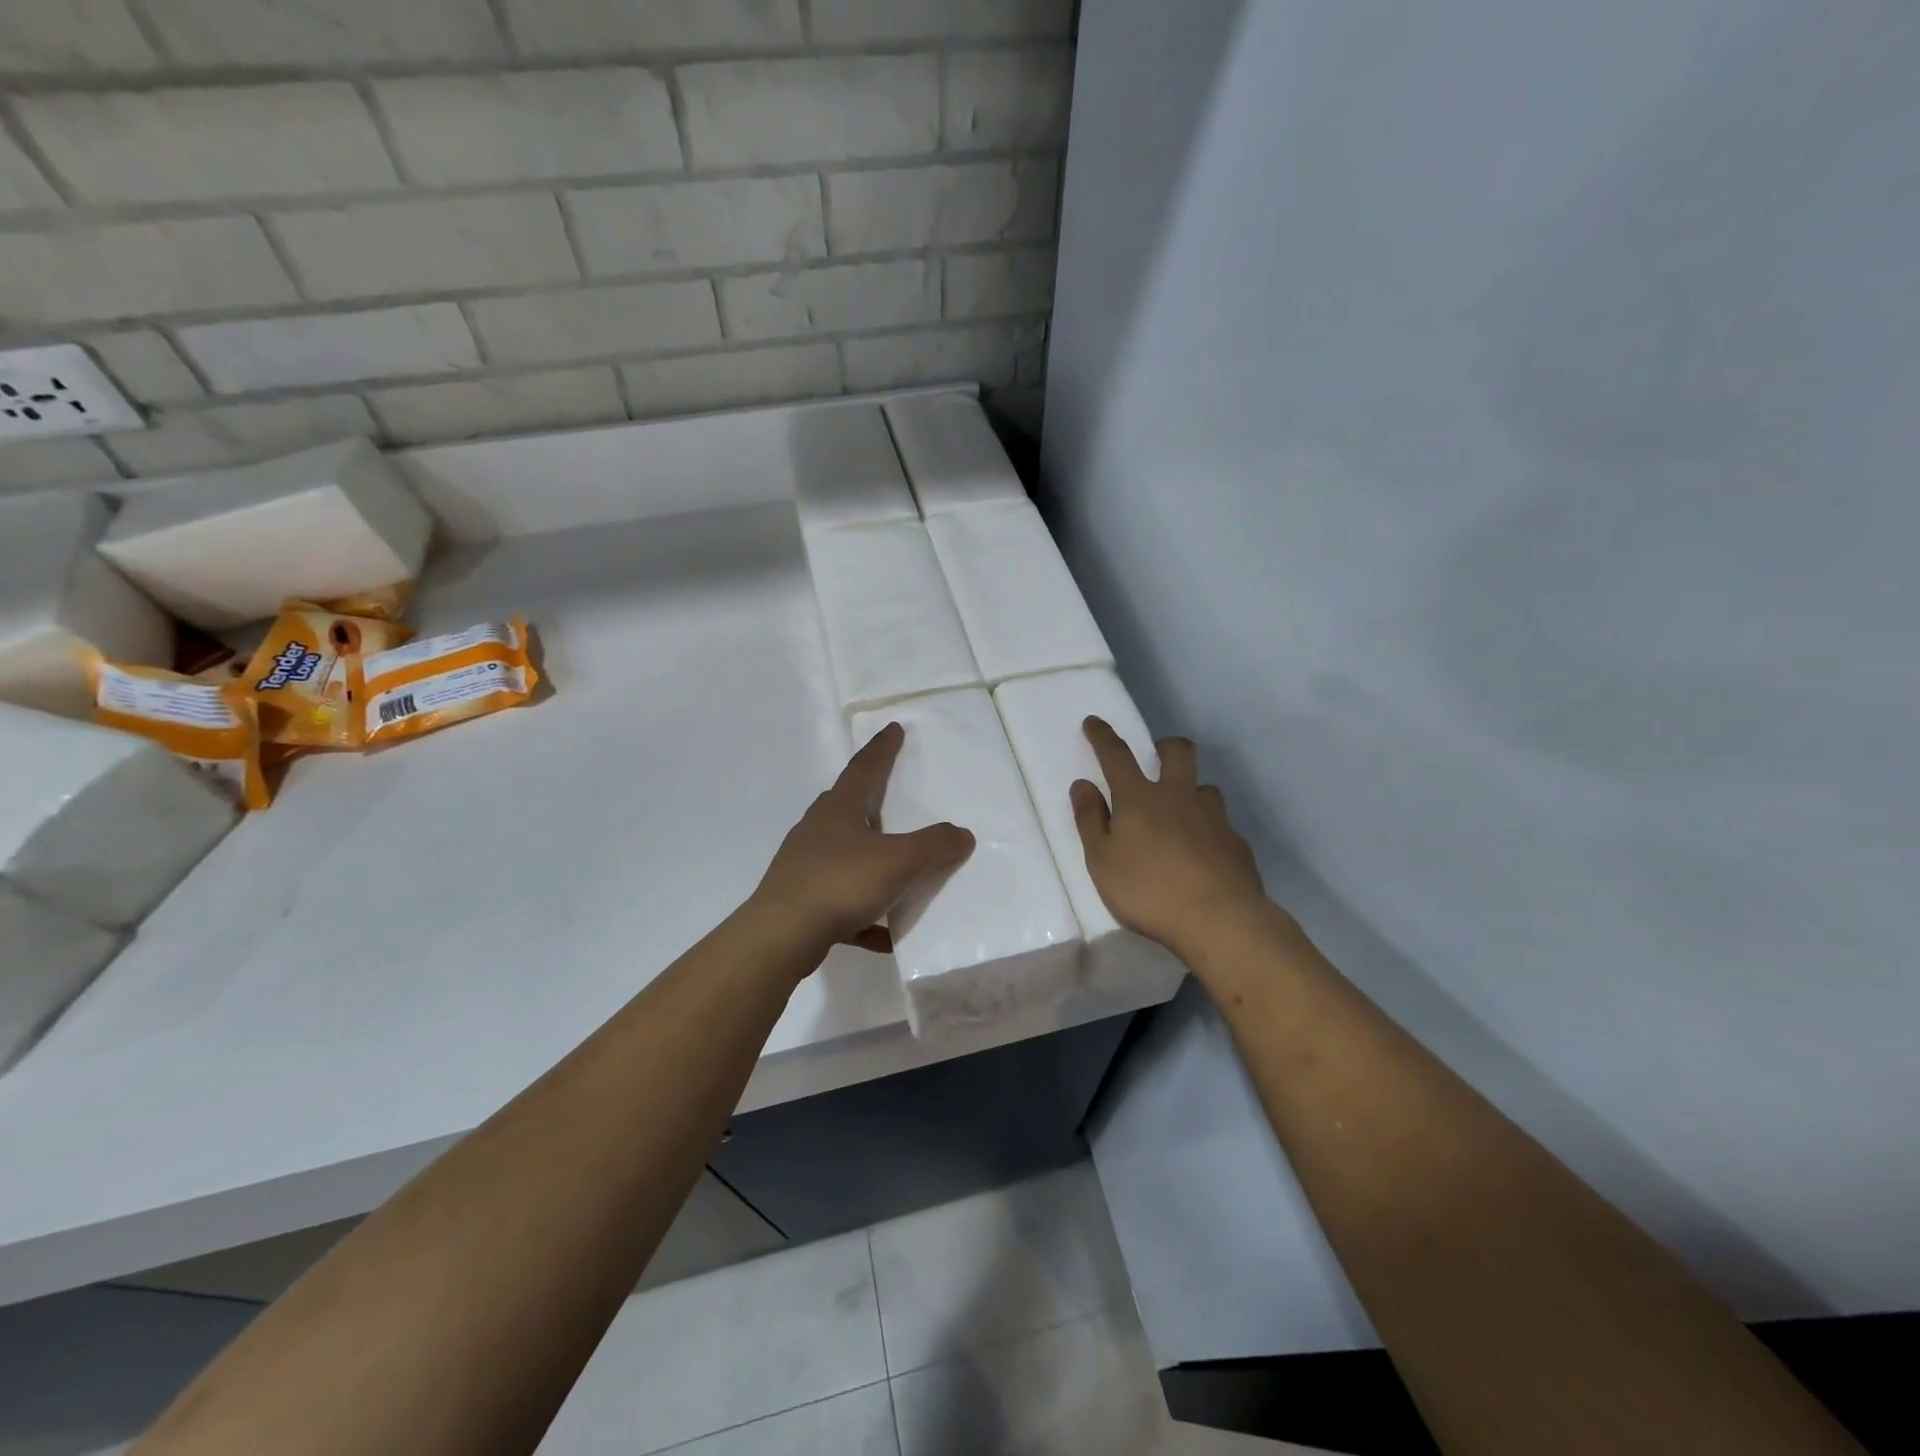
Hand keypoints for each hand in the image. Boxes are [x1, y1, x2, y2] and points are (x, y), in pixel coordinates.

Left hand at [751, 722, 974, 953]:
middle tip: (888, 793)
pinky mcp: (801, 901)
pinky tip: (885, 933)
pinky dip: (865, 912)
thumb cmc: (840, 883)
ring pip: (843, 853)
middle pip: (846, 805)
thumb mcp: (898, 861)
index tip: (893, 729)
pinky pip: (841, 901)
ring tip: (893, 864)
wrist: (781, 936)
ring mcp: (804, 865)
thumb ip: (934, 845)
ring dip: (868, 856)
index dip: (882, 749)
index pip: (864, 768)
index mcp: (839, 809)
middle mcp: (817, 830)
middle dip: (868, 798)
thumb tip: (962, 834)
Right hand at [1071, 718, 1268, 957]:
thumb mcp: (1102, 860)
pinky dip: (1208, 829)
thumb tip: (1083, 785)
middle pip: (1178, 752)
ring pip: (1205, 787)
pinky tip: (1203, 853)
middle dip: (1165, 746)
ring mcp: (1213, 818)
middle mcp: (1179, 797)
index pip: (1117, 756)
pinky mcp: (1237, 843)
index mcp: (1140, 799)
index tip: (1094, 722)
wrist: (1220, 919)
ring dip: (1191, 790)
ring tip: (1181, 814)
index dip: (1103, 737)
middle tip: (1156, 757)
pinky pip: (1221, 824)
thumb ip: (1090, 820)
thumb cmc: (1148, 890)